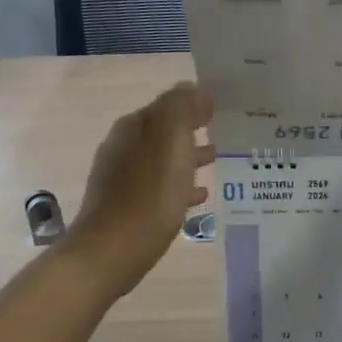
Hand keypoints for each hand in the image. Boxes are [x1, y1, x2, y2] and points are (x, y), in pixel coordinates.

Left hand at [67, 82, 213, 297]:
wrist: (110, 253)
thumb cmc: (147, 197)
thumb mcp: (171, 144)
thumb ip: (183, 109)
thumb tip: (196, 88)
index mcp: (135, 127)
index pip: (170, 103)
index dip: (197, 103)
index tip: (228, 107)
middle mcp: (124, 146)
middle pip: (166, 130)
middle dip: (195, 129)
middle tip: (231, 133)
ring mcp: (123, 177)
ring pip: (165, 158)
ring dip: (190, 156)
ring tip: (220, 160)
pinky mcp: (127, 205)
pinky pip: (161, 186)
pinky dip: (181, 184)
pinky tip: (199, 196)